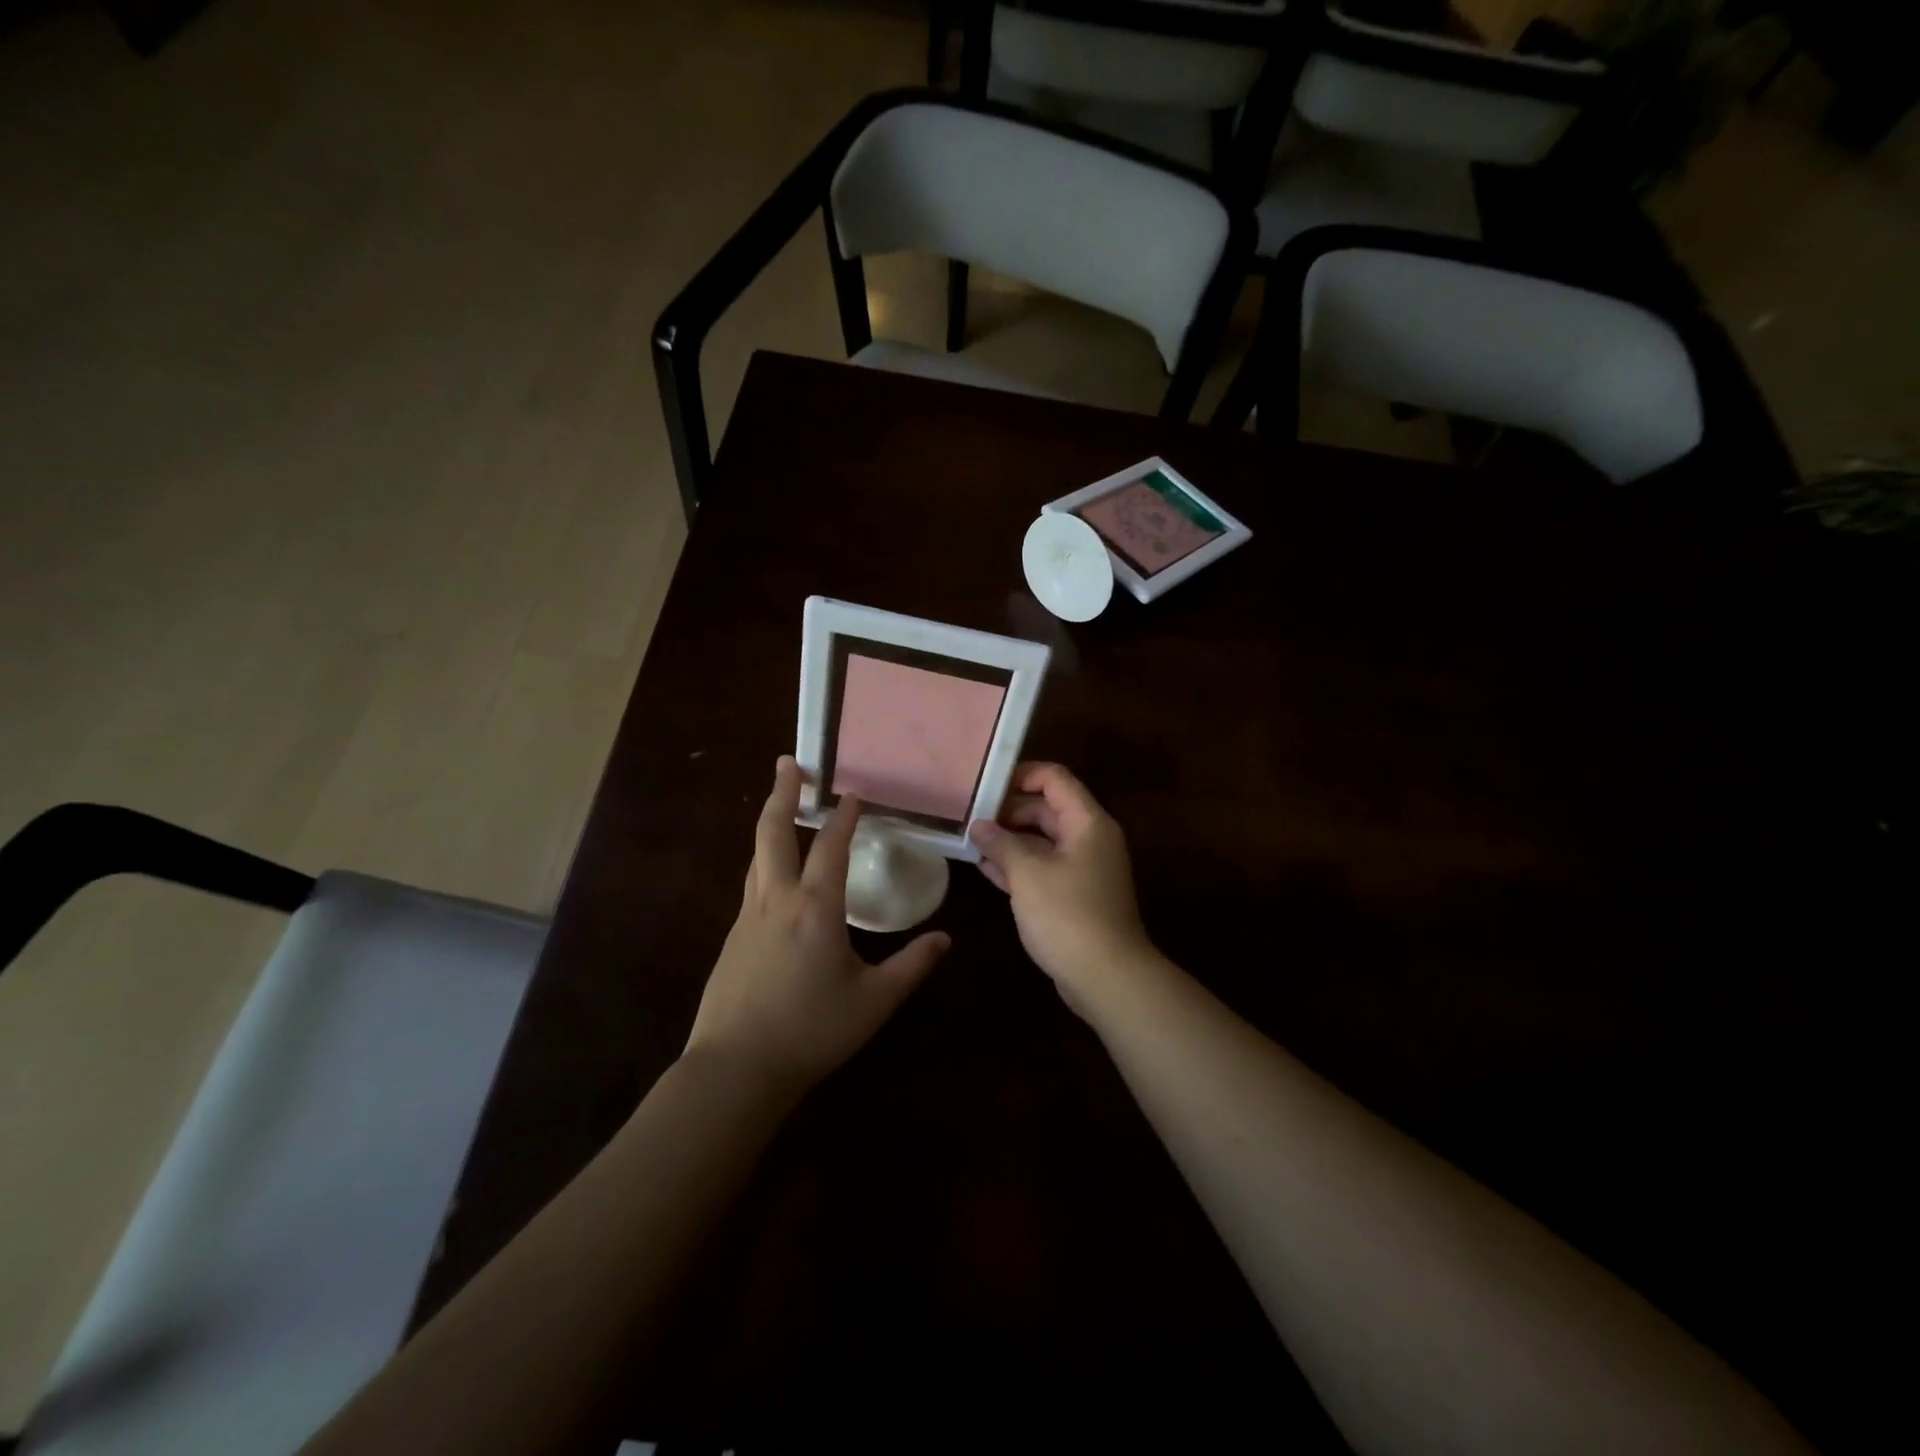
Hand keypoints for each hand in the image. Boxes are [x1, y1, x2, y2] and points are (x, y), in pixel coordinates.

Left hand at [685, 757, 949, 1093]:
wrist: (735, 1068)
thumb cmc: (811, 1030)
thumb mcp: (873, 1002)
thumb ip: (911, 967)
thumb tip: (945, 939)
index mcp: (815, 908)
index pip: (830, 846)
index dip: (844, 816)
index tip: (853, 792)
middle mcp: (776, 900)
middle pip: (773, 832)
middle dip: (781, 793)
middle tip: (787, 763)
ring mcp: (747, 918)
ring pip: (756, 856)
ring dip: (769, 825)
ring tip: (780, 807)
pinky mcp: (732, 939)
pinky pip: (751, 885)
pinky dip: (764, 863)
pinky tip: (774, 878)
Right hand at [968, 763, 1153, 1015]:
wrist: (1106, 976)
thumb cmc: (1068, 915)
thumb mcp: (1027, 874)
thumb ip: (1001, 843)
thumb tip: (978, 825)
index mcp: (1086, 822)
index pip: (1054, 779)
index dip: (1020, 775)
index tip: (984, 784)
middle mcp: (1088, 838)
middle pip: (1046, 808)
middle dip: (1008, 810)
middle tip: (969, 815)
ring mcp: (1082, 869)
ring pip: (1042, 840)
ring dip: (1009, 839)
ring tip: (970, 840)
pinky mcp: (1074, 895)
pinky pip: (1043, 868)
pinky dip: (1018, 865)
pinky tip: (985, 868)